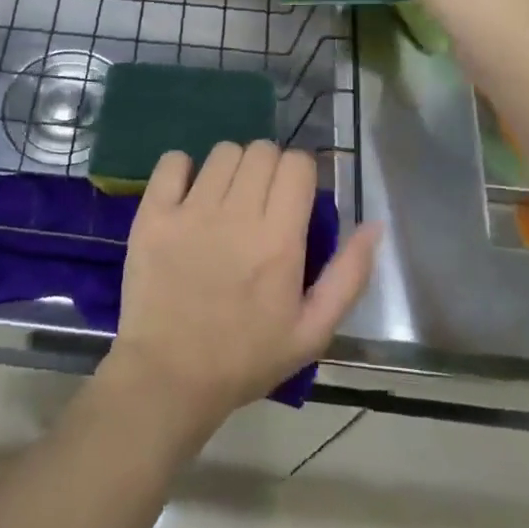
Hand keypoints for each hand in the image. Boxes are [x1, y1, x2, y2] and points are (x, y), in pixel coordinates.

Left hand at [106, 141, 379, 432]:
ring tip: (227, 198)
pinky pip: (172, 160)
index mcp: (279, 240)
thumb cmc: (245, 359)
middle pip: (262, 150)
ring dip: (232, 167)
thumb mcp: (312, 332)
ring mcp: (190, 211)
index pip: (298, 164)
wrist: (169, 377)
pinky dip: (183, 168)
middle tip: (263, 200)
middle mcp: (236, 215)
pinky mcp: (153, 214)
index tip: (295, 197)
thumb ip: (349, 276)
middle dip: (270, 167)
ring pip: (223, 152)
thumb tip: (374, 225)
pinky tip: (188, 194)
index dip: (301, 174)